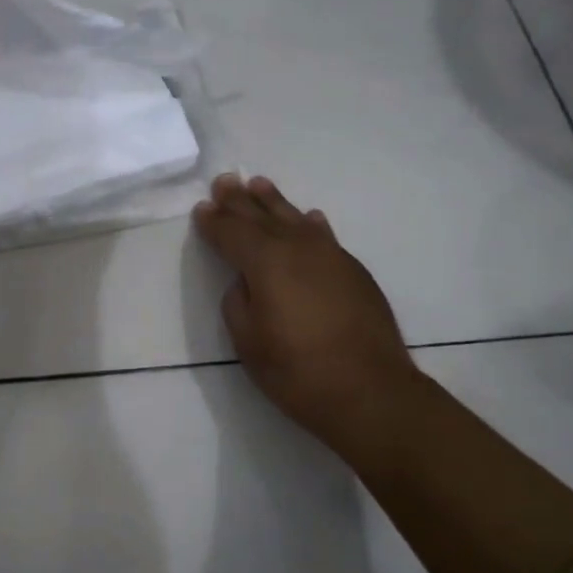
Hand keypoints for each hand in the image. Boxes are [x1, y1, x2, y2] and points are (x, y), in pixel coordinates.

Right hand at [194, 173, 423, 455]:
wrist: (370, 391)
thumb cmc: (298, 371)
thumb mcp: (249, 342)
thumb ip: (239, 302)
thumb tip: (247, 282)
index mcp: (266, 262)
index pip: (232, 234)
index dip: (214, 222)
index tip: (202, 208)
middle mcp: (298, 248)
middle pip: (262, 218)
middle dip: (240, 201)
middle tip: (225, 181)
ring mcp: (331, 256)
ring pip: (295, 219)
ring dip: (274, 202)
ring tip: (259, 185)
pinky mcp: (354, 271)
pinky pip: (324, 236)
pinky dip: (310, 224)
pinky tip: (309, 218)